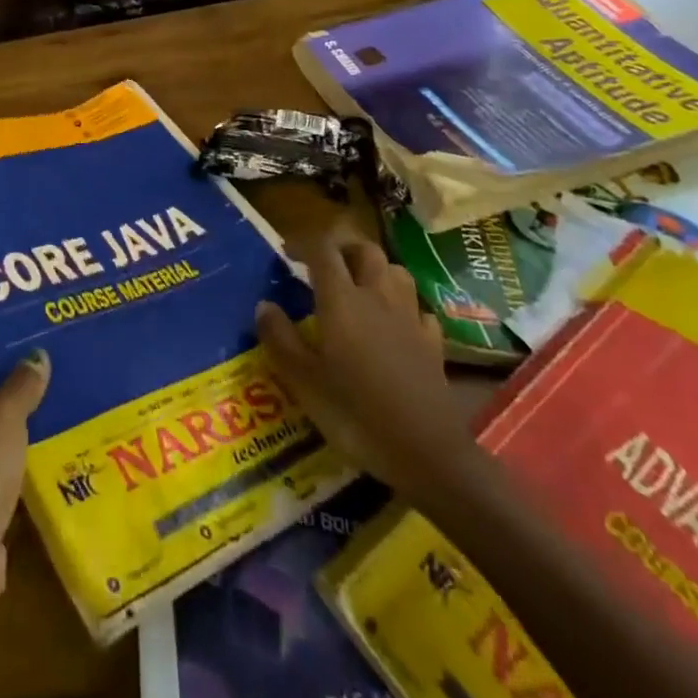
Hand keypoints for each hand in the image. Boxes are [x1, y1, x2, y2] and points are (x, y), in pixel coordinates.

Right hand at [256, 224, 478, 500]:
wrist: (428, 454)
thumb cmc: (356, 414)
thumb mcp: (303, 381)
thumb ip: (280, 338)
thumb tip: (264, 305)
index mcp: (342, 300)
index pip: (323, 250)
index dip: (303, 243)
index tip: (287, 251)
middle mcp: (377, 298)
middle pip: (364, 250)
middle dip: (342, 247)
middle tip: (324, 263)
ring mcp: (410, 319)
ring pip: (395, 272)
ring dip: (375, 269)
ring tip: (358, 286)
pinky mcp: (433, 344)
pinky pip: (418, 308)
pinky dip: (403, 305)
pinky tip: (394, 322)